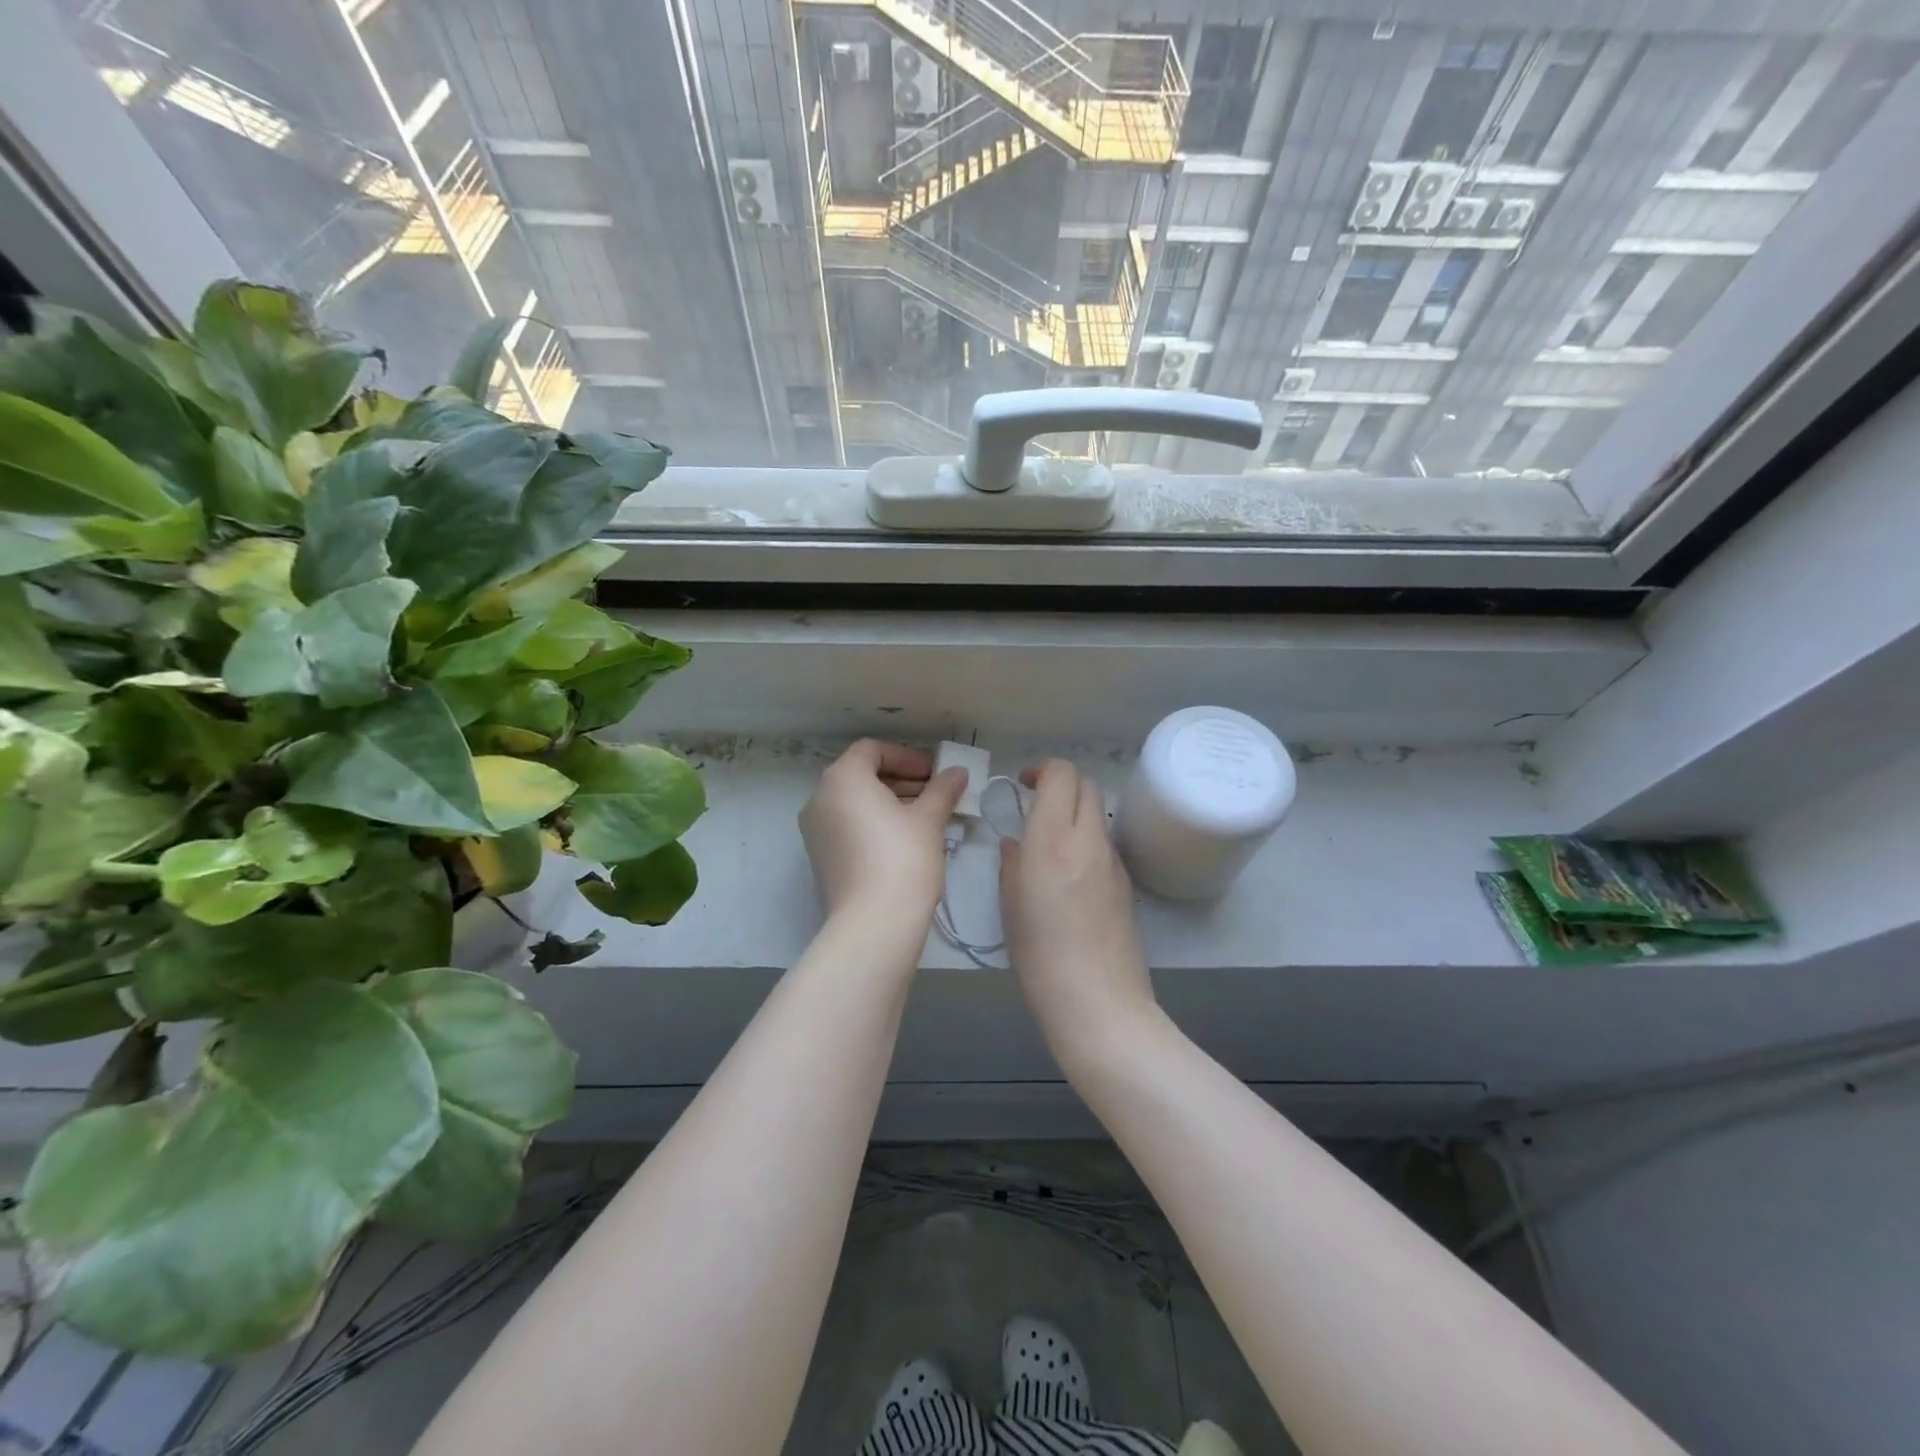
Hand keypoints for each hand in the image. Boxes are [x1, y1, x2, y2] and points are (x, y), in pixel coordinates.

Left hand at [800, 740, 966, 929]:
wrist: (873, 924)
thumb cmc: (903, 857)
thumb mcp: (929, 819)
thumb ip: (943, 789)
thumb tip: (957, 772)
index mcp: (842, 779)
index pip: (872, 750)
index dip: (907, 757)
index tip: (934, 773)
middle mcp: (820, 799)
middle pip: (861, 776)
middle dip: (901, 781)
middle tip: (936, 794)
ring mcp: (815, 831)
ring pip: (855, 804)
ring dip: (890, 803)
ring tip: (927, 818)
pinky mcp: (820, 859)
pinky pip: (848, 827)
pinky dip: (874, 824)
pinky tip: (906, 841)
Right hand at [999, 760, 1158, 1067]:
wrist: (1098, 1002)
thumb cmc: (1040, 956)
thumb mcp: (1010, 905)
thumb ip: (1012, 862)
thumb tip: (1017, 843)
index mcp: (1053, 840)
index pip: (1062, 774)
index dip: (1042, 770)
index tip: (1023, 785)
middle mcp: (1089, 840)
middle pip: (1086, 784)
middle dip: (1061, 783)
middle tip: (1036, 804)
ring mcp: (1113, 861)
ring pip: (1098, 813)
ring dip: (1075, 811)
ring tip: (1050, 841)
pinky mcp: (1126, 882)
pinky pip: (1104, 843)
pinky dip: (1086, 839)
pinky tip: (1069, 874)